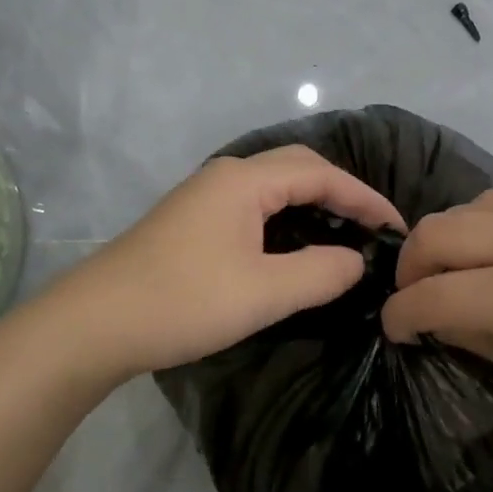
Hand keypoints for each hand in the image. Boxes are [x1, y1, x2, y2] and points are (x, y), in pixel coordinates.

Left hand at [34, 146, 405, 383]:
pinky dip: (286, 218)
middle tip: (373, 227)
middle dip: (341, 192)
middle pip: (297, 168)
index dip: (364, 198)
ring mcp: (204, 196)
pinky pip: (254, 205)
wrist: (95, 323)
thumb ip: (320, 273)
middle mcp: (225, 176)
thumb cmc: (184, 301)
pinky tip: (294, 247)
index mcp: (244, 181)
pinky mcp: (192, 220)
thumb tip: (356, 261)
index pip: (321, 174)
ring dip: (312, 203)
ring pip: (273, 186)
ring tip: (344, 234)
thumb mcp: (263, 292)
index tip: (397, 227)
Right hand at [381, 191, 492, 438]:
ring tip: (451, 274)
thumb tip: (435, 321)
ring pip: (465, 208)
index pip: (435, 295)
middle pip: (437, 234)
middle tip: (415, 300)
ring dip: (443, 241)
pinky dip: (479, 226)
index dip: (401, 316)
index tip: (394, 331)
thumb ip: (481, 339)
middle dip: (410, 269)